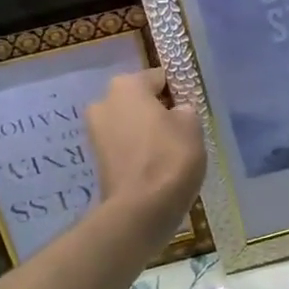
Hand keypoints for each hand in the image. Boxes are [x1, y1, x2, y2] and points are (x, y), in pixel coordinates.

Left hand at [86, 68, 206, 234]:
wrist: (140, 210)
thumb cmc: (169, 158)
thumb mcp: (192, 126)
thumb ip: (185, 110)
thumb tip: (176, 112)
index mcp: (127, 85)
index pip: (159, 78)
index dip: (177, 91)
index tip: (191, 109)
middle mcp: (104, 101)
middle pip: (139, 100)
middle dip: (157, 111)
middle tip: (180, 130)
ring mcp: (95, 131)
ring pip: (130, 123)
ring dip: (146, 132)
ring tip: (169, 151)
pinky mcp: (96, 159)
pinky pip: (124, 145)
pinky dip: (137, 151)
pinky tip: (155, 167)